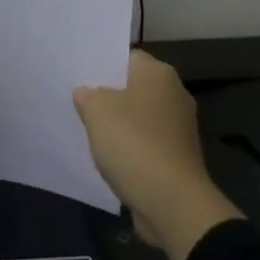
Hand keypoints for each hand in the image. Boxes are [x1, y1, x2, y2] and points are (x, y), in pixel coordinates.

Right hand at [75, 49, 241, 259]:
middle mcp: (175, 93)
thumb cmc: (133, 143)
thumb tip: (87, 94)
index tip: (79, 76)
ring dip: (119, 123)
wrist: (172, 202)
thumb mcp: (96, 110)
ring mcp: (180, 127)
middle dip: (109, 95)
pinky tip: (109, 155)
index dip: (102, 65)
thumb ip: (87, 95)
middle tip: (79, 102)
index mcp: (158, 73)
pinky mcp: (178, 155)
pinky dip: (130, 146)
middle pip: (133, 87)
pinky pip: (146, 141)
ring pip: (139, 116)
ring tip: (89, 130)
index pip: (126, 57)